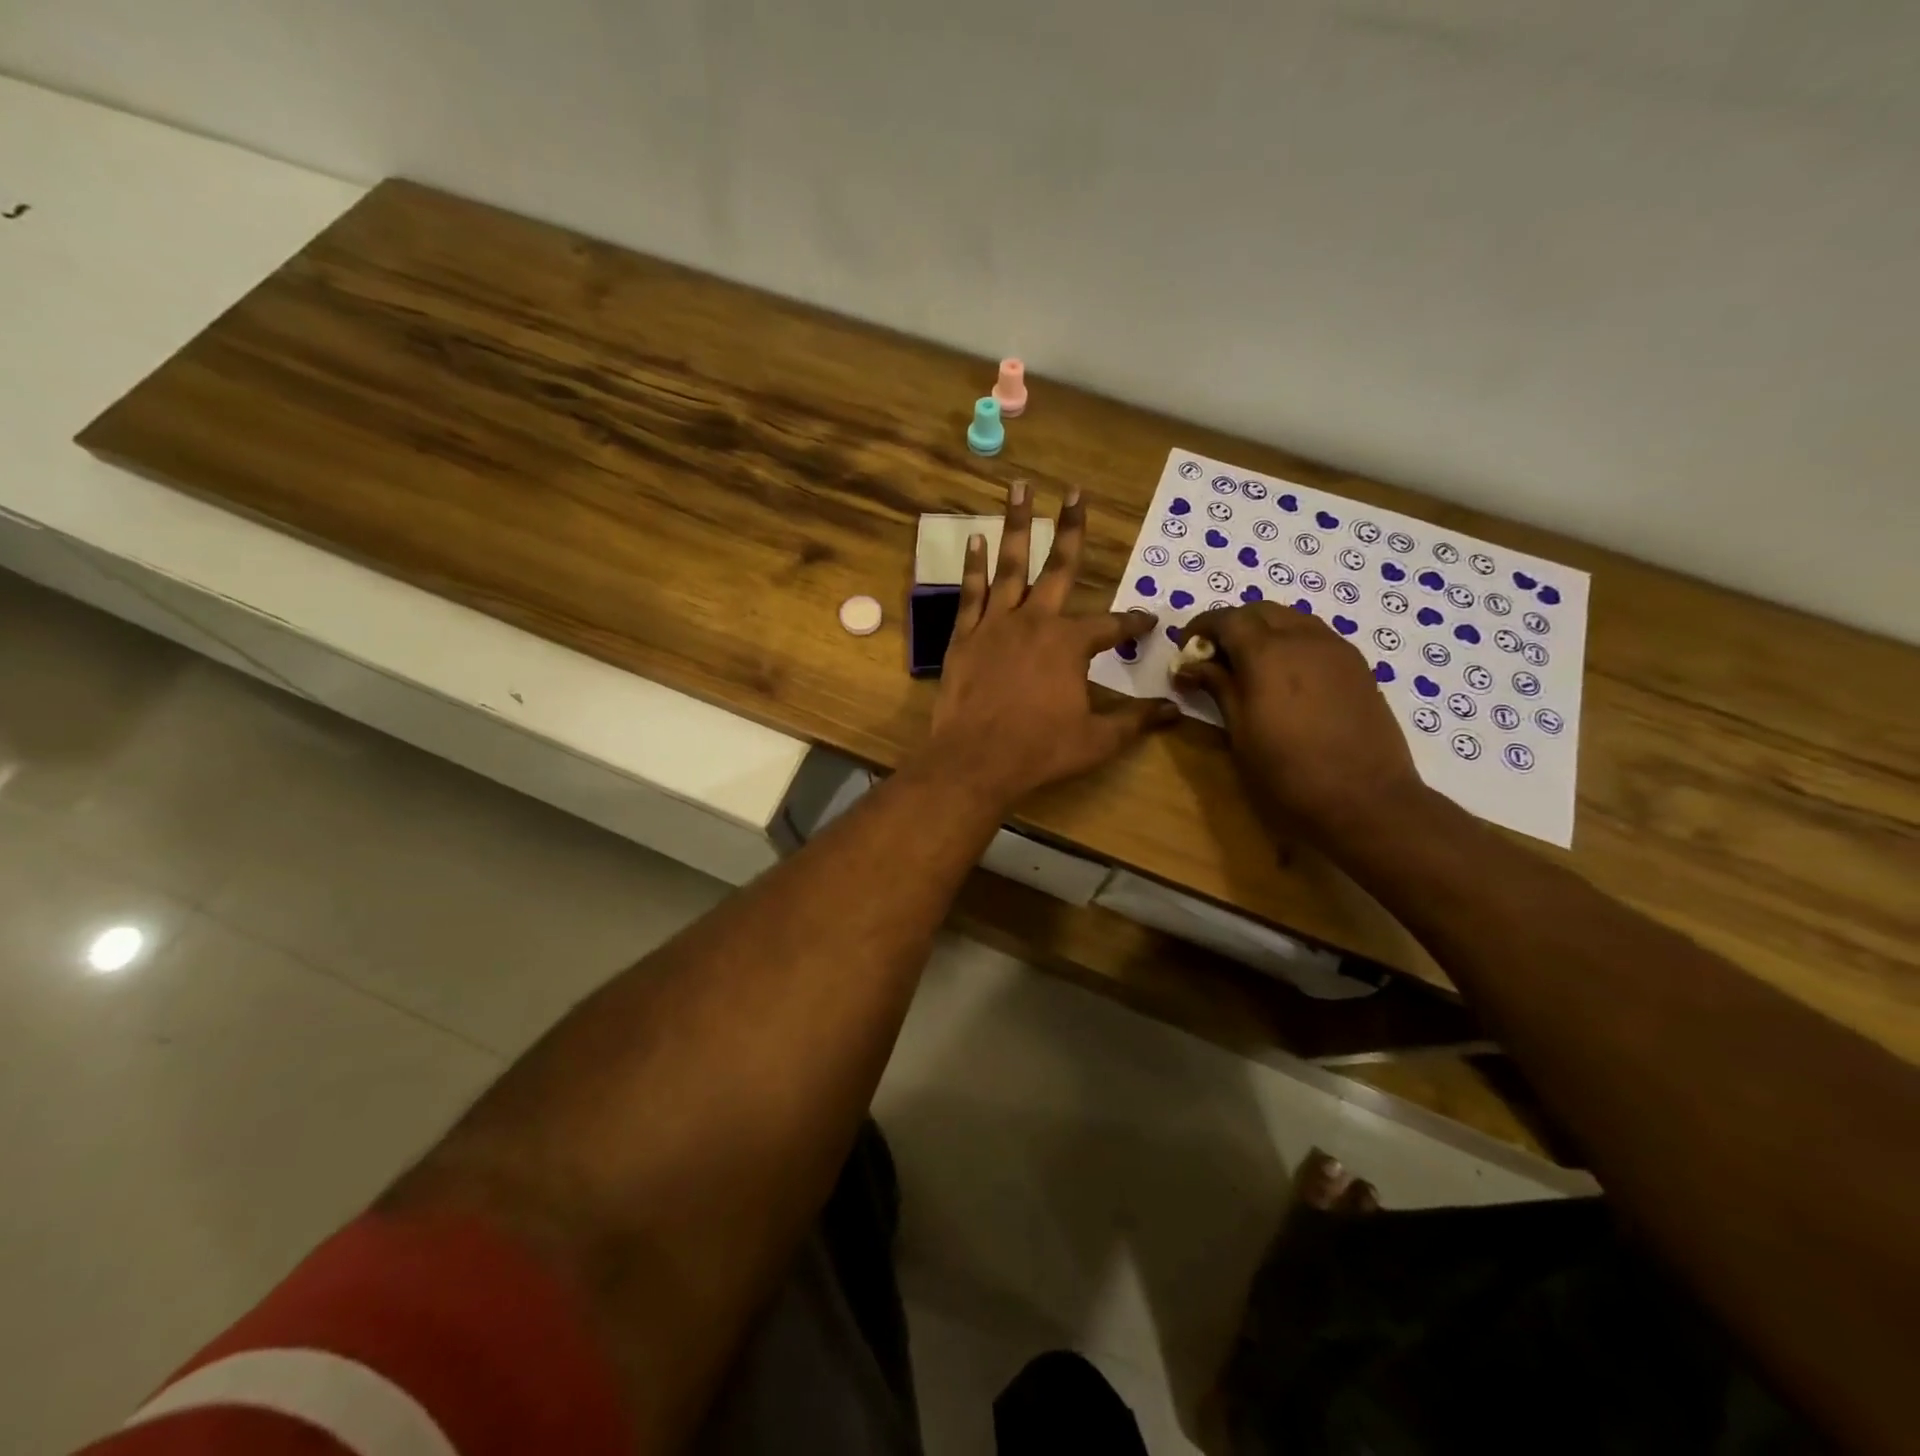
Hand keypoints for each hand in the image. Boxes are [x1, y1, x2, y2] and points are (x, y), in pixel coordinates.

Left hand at [922, 484, 1175, 806]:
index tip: (1147, 620)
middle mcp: (1035, 622)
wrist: (974, 762)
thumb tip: (1175, 711)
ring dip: (1017, 526)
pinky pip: (970, 593)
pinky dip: (972, 566)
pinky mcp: (964, 637)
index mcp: (1070, 644)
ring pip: (1010, 566)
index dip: (1132, 622)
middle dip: (1072, 529)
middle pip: (1059, 567)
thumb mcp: (1096, 740)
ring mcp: (995, 625)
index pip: (1111, 624)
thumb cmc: (1039, 751)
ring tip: (1019, 488)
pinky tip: (975, 540)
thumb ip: (1135, 721)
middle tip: (1075, 492)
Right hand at [1176, 603, 1426, 839]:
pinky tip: (1284, 677)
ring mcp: (1336, 649)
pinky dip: (1291, 643)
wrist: (1365, 799)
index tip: (1185, 649)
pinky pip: (1316, 637)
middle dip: (1232, 625)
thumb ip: (1217, 687)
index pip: (1227, 619)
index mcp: (1268, 652)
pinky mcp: (1358, 666)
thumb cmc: (1288, 771)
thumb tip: (1190, 665)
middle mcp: (1304, 638)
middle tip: (1214, 657)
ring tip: (1248, 665)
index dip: (1201, 627)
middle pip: (1260, 611)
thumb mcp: (1240, 731)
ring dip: (1264, 630)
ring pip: (1292, 619)